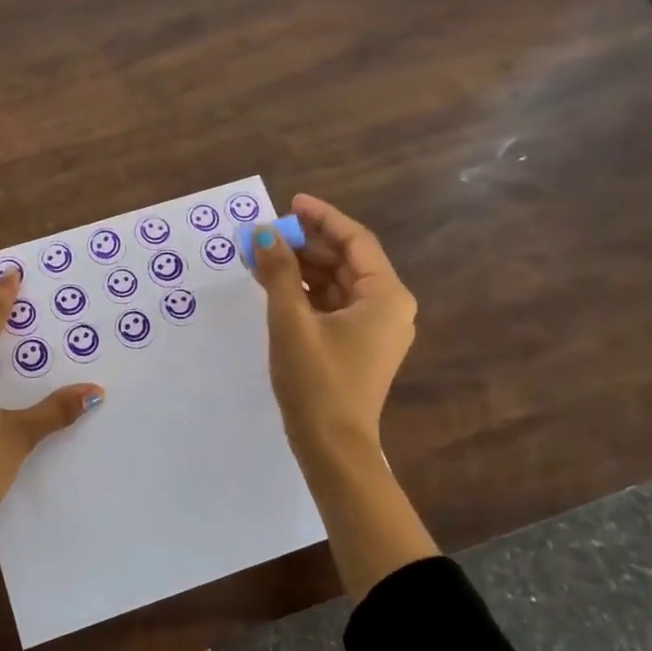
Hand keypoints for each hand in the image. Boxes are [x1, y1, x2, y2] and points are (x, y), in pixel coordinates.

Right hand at [248, 194, 434, 596]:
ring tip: (263, 256)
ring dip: (302, 268)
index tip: (291, 203)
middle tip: (267, 233)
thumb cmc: (316, 380)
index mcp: (385, 295)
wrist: (332, 446)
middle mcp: (388, 307)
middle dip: (306, 244)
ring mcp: (374, 329)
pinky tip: (275, 286)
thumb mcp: (291, 320)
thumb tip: (263, 233)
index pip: (355, 240)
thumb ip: (278, 272)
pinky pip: (333, 306)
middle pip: (346, 260)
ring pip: (337, 283)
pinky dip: (306, 293)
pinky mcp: (358, 346)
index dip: (322, 218)